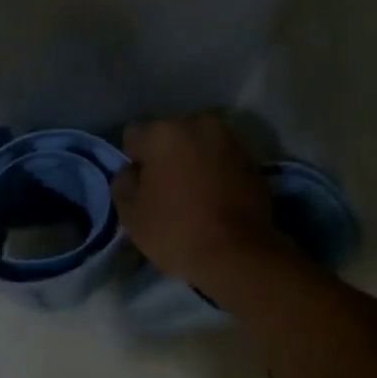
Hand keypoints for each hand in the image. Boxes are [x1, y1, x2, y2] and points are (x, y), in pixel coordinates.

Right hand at [110, 114, 289, 290]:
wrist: (238, 253)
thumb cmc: (176, 231)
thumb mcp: (131, 215)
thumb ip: (123, 184)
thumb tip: (132, 172)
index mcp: (163, 132)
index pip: (134, 137)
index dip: (133, 162)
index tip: (140, 188)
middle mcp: (199, 124)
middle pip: (170, 136)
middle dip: (165, 157)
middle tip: (167, 192)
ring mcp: (231, 140)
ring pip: (199, 146)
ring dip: (193, 163)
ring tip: (194, 197)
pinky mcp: (253, 160)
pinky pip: (222, 161)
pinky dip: (216, 173)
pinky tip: (216, 200)